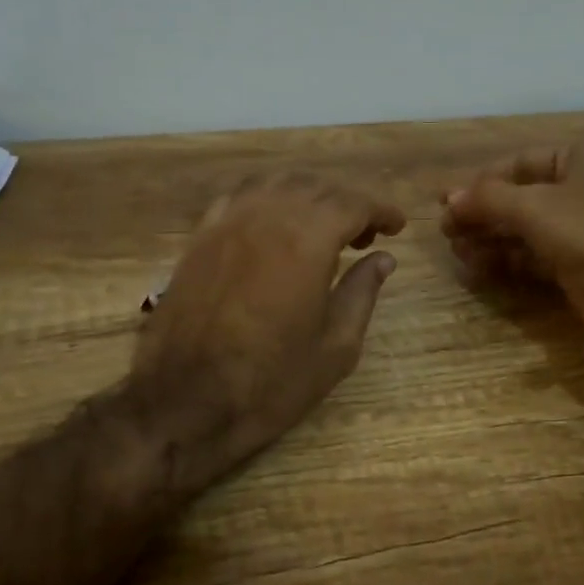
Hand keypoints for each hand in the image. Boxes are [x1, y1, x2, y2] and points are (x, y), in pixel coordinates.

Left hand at [133, 172, 404, 478]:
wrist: (186, 400)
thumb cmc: (271, 382)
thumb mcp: (335, 348)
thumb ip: (362, 294)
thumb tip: (383, 259)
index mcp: (307, 242)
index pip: (353, 203)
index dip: (381, 210)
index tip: (397, 226)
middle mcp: (267, 218)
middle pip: (316, 187)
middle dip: (348, 203)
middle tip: (365, 237)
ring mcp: (227, 223)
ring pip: (276, 184)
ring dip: (307, 195)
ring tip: (322, 227)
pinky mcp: (200, 238)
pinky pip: (240, 197)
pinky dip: (267, 199)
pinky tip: (273, 225)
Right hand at [440, 136, 583, 343]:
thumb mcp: (537, 207)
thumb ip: (489, 200)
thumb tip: (448, 199)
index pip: (521, 162)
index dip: (482, 181)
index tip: (447, 202)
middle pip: (522, 197)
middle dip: (483, 215)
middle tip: (447, 232)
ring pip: (528, 230)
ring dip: (491, 239)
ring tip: (457, 252)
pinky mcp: (582, 266)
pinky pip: (537, 258)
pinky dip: (508, 261)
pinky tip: (478, 269)